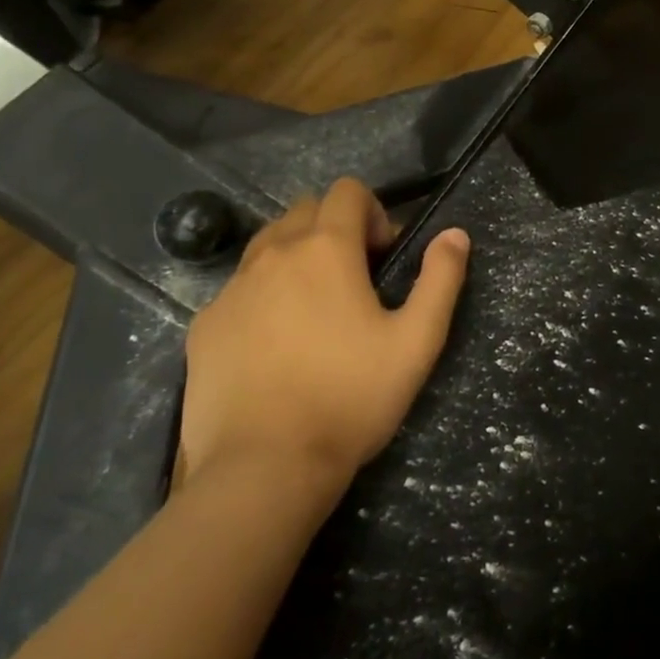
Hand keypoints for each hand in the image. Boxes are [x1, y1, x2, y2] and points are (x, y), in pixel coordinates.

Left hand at [180, 179, 469, 491]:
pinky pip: (240, 288)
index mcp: (326, 250)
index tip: (384, 259)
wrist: (264, 467)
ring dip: (298, 257)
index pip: (347, 191)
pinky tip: (277, 346)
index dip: (374, 214)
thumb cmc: (351, 398)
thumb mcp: (417, 341)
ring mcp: (231, 289)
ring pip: (268, 244)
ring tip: (316, 310)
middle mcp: (273, 254)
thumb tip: (455, 233)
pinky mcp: (204, 325)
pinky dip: (264, 295)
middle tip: (356, 282)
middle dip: (336, 229)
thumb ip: (441, 278)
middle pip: (305, 209)